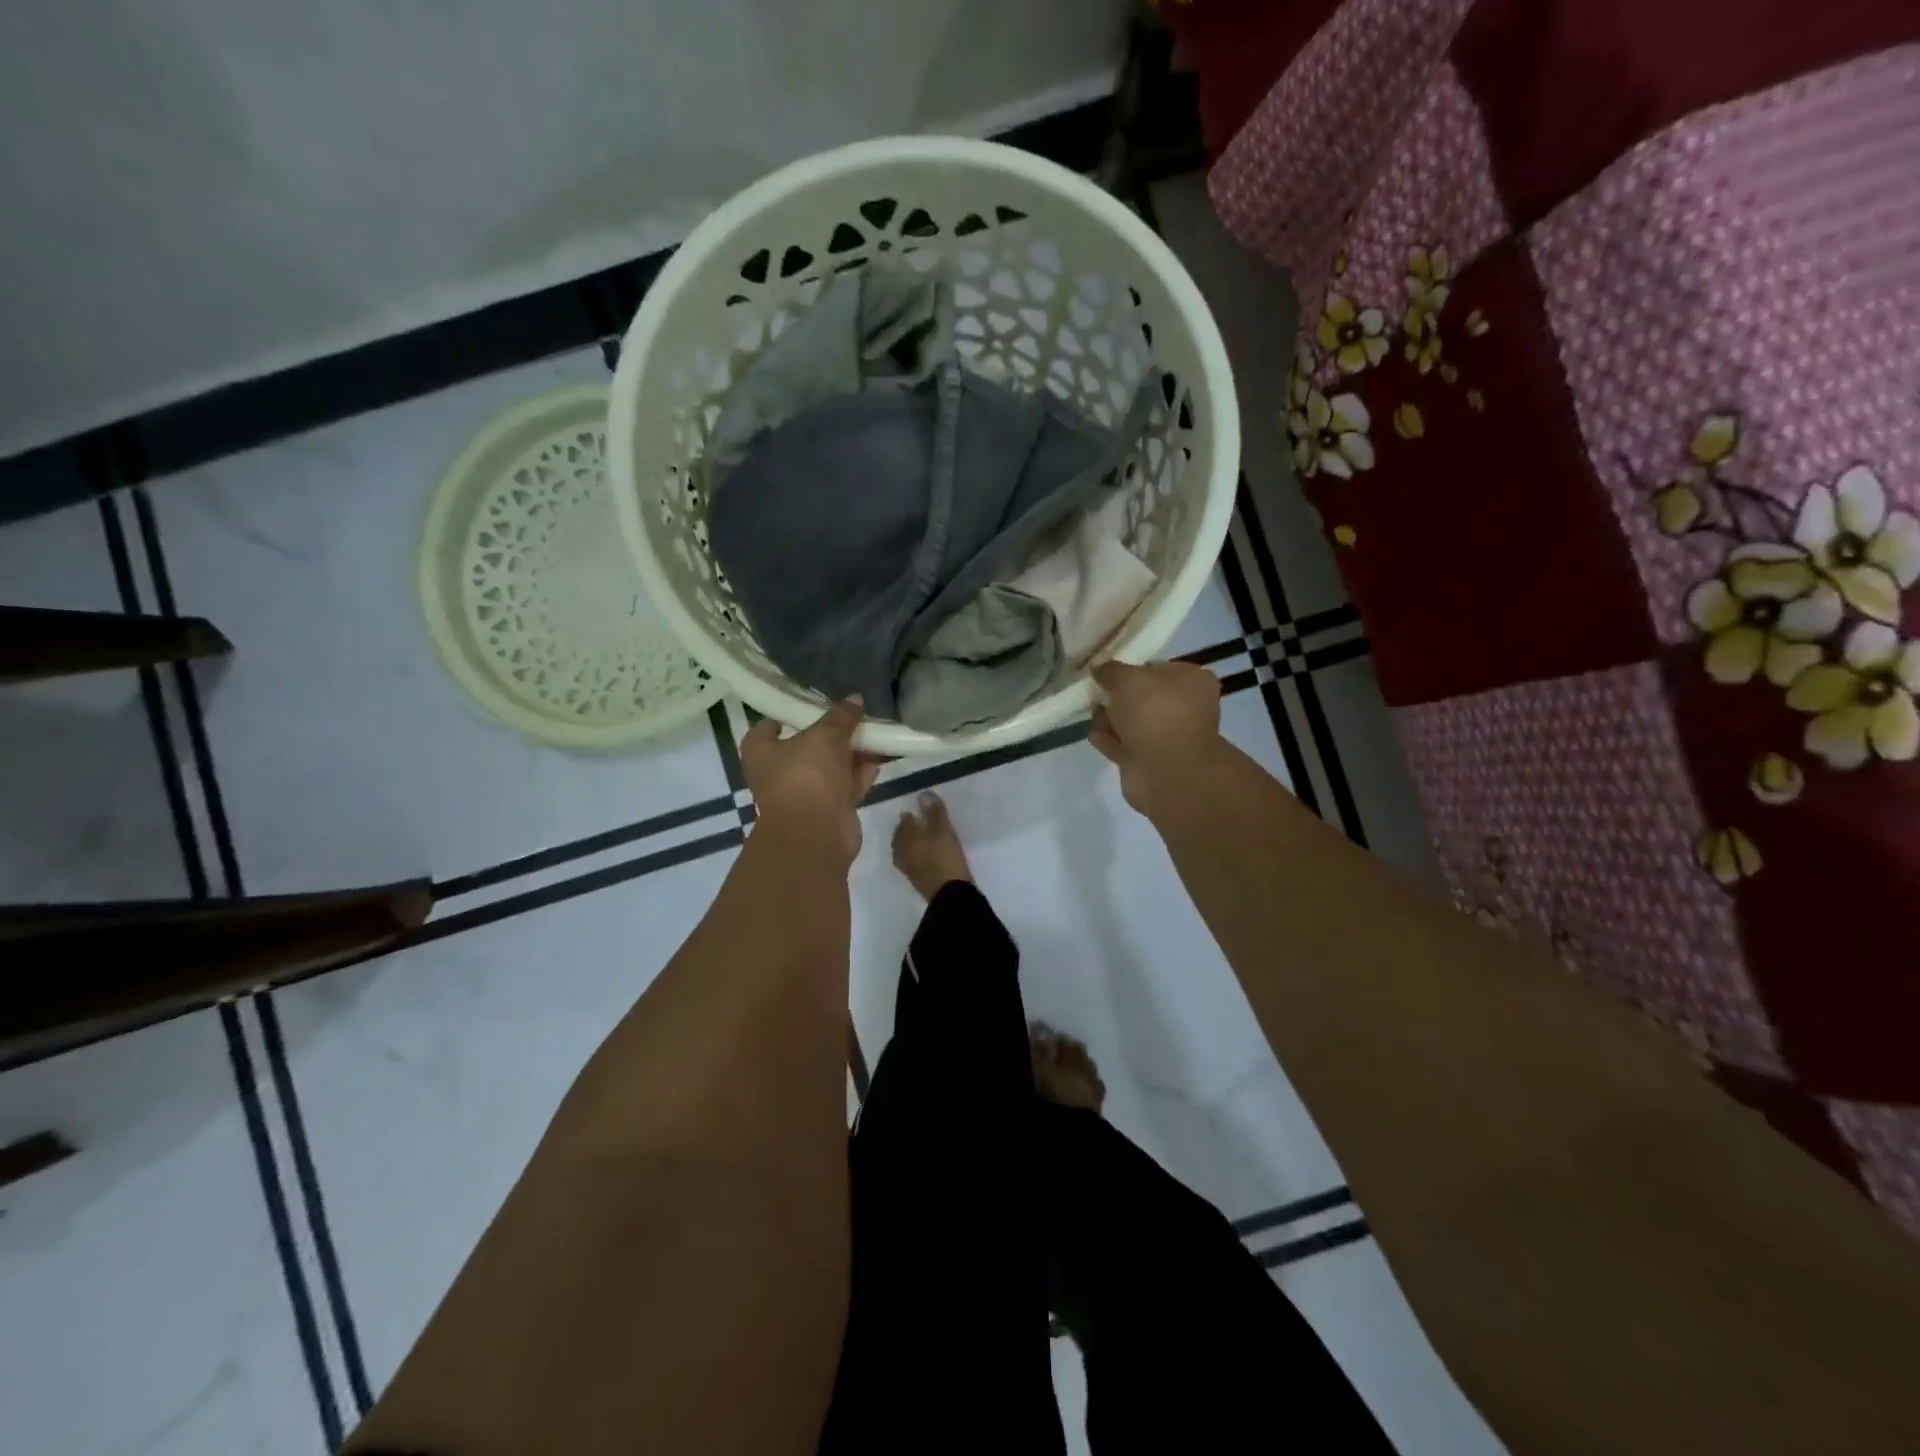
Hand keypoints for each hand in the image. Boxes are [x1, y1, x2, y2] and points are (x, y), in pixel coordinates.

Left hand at [741, 699, 883, 864]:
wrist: (815, 833)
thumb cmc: (806, 776)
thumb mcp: (825, 736)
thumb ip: (842, 716)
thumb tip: (856, 698)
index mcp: (762, 751)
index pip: (769, 725)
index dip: (790, 713)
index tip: (814, 701)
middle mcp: (779, 771)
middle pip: (807, 744)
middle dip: (833, 731)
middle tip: (856, 713)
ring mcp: (805, 792)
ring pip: (831, 765)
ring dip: (852, 751)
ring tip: (876, 730)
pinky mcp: (829, 808)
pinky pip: (847, 784)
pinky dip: (861, 772)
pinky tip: (881, 756)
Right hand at [1087, 660, 1222, 817]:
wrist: (1166, 768)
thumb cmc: (1155, 711)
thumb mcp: (1127, 679)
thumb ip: (1110, 669)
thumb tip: (1098, 661)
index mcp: (1191, 681)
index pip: (1160, 668)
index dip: (1133, 668)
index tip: (1108, 671)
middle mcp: (1184, 708)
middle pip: (1144, 698)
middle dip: (1118, 697)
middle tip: (1095, 692)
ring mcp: (1168, 738)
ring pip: (1134, 724)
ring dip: (1112, 719)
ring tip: (1091, 714)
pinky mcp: (1150, 762)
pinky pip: (1125, 746)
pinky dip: (1110, 740)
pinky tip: (1093, 735)